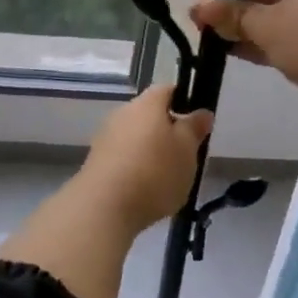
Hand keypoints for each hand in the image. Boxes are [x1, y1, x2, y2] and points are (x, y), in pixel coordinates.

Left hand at [75, 84, 213, 231]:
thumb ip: (194, 129)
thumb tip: (202, 112)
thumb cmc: (154, 172)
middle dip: (167, 130)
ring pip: (135, 136)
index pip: (167, 90)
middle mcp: (122, 113)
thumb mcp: (187, 150)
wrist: (103, 207)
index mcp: (147, 104)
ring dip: (150, 150)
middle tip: (185, 154)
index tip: (196, 122)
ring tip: (166, 177)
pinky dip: (134, 167)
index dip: (184, 101)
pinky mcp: (95, 161)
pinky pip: (122, 156)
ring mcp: (105, 136)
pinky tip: (143, 189)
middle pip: (150, 114)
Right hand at [189, 0, 297, 114]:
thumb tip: (199, 7)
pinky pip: (287, 36)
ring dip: (245, 27)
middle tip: (198, 20)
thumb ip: (233, 15)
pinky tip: (233, 51)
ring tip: (209, 36)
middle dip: (233, 8)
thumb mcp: (268, 25)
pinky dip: (263, 42)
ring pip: (276, 17)